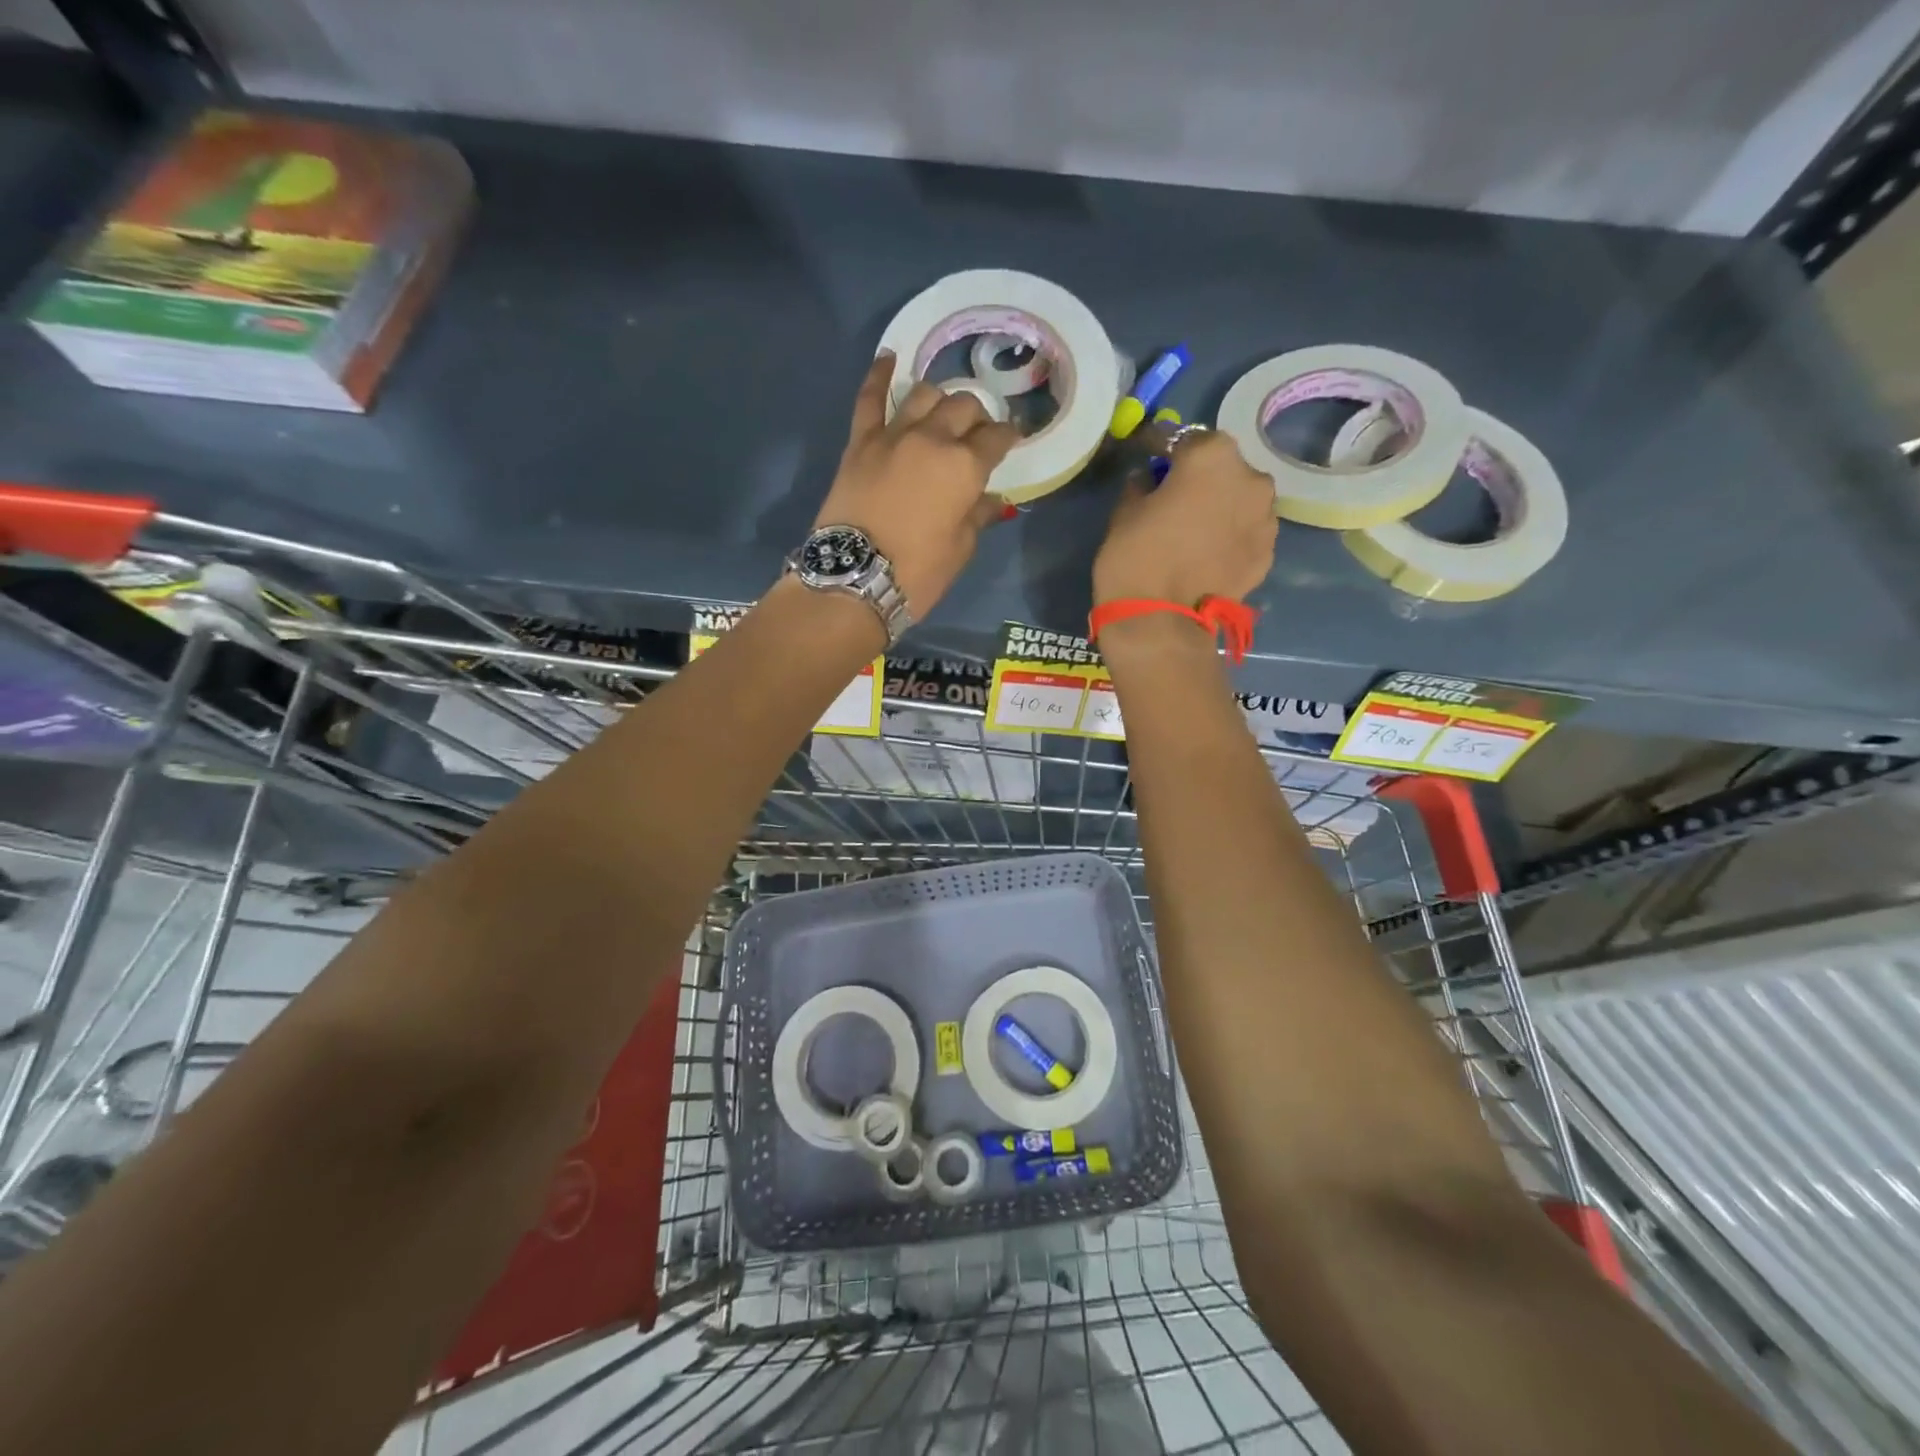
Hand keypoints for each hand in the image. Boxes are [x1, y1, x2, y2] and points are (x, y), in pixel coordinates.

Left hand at [813, 354, 1021, 618]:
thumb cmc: (918, 572)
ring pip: (924, 394)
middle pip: (963, 407)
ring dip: (940, 398)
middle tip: (977, 434)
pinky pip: (870, 398)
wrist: (854, 578)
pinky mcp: (860, 442)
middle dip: (977, 417)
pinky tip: (890, 357)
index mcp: (965, 466)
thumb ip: (978, 516)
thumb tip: (993, 499)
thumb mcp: (961, 549)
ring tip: (943, 411)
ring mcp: (893, 435)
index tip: (1011, 440)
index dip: (1008, 437)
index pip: (996, 438)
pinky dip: (880, 374)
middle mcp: (933, 438)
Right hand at [1094, 428, 1276, 608]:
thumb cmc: (1135, 556)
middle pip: (1223, 468)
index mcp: (1212, 456)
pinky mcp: (1268, 553)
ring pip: (1240, 500)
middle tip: (1175, 497)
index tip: (1149, 457)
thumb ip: (1143, 486)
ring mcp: (1265, 517)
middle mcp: (1250, 478)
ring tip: (1195, 529)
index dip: (1163, 448)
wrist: (1160, 620)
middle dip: (1200, 477)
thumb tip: (1150, 480)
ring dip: (1221, 506)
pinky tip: (1209, 553)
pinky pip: (1246, 533)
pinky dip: (1230, 536)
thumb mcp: (1125, 511)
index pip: (1185, 439)